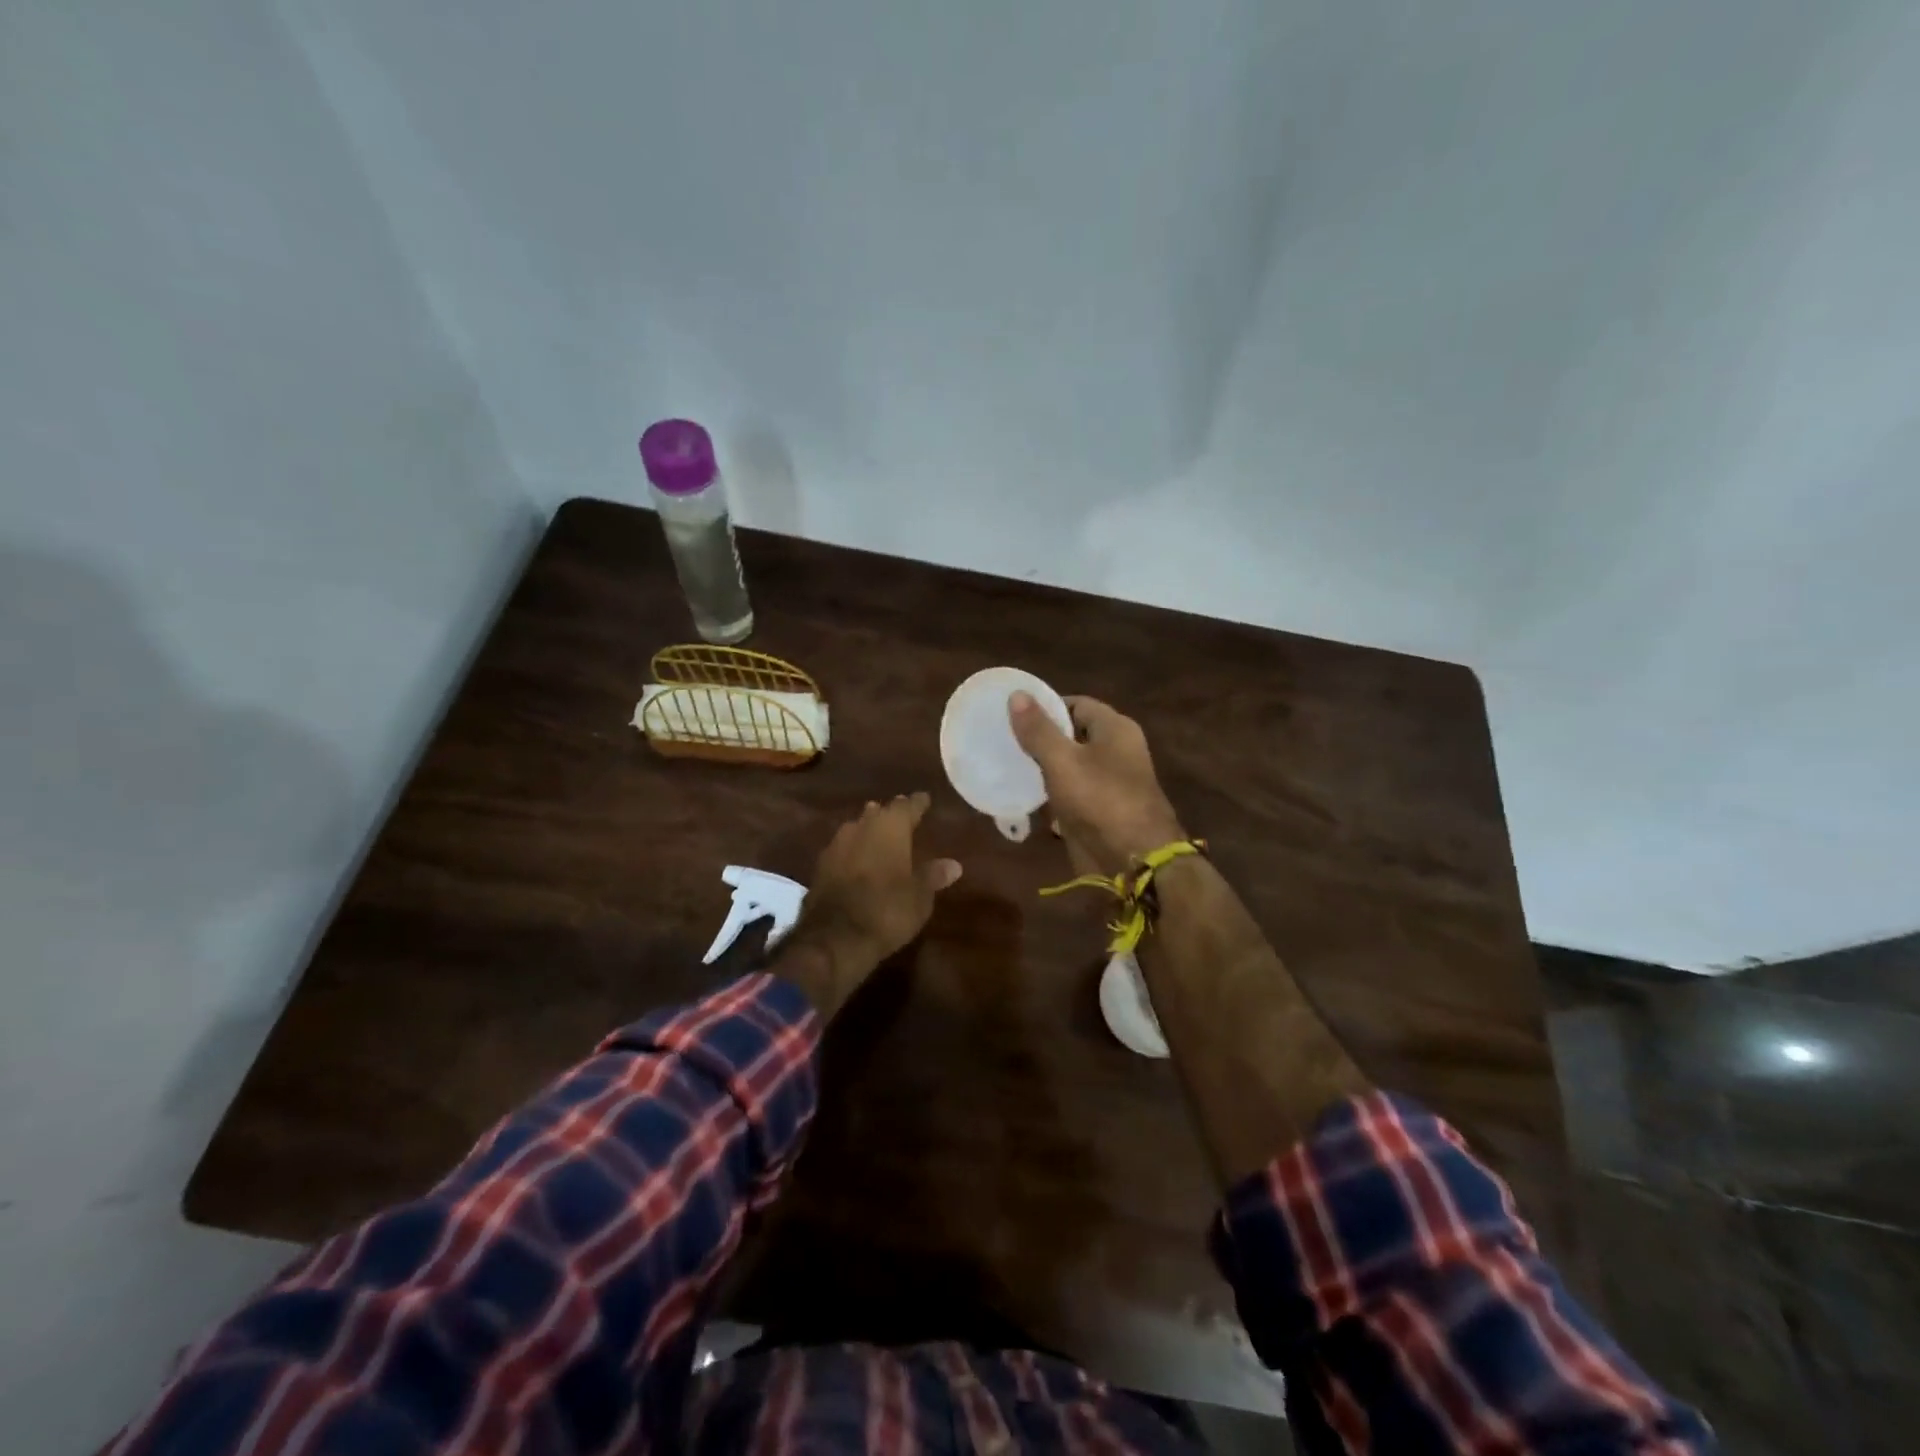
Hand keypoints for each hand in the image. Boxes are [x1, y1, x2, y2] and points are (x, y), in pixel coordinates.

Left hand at [778, 792, 961, 1013]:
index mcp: (890, 827)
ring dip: (869, 832)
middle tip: (903, 818)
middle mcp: (861, 827)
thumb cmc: (887, 910)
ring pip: (857, 828)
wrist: (834, 938)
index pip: (908, 806)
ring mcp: (836, 845)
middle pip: (878, 812)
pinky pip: (843, 849)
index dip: (918, 803)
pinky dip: (854, 852)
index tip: (925, 799)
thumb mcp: (920, 897)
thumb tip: (954, 864)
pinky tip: (859, 862)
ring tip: (881, 838)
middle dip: (890, 815)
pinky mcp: (820, 866)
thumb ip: (933, 876)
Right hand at [1008, 693, 1185, 878]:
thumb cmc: (1100, 800)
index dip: (1045, 706)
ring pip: (1068, 766)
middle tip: (1003, 740)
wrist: (1134, 860)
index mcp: (1114, 729)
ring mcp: (1108, 782)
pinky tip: (1021, 797)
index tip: (1012, 714)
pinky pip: (1069, 794)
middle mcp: (1114, 751)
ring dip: (1041, 769)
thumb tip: (1016, 693)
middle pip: (1071, 735)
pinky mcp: (1098, 810)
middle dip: (1039, 739)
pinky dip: (1049, 795)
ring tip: (1004, 766)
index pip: (1076, 704)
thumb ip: (1038, 730)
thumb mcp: (1062, 761)